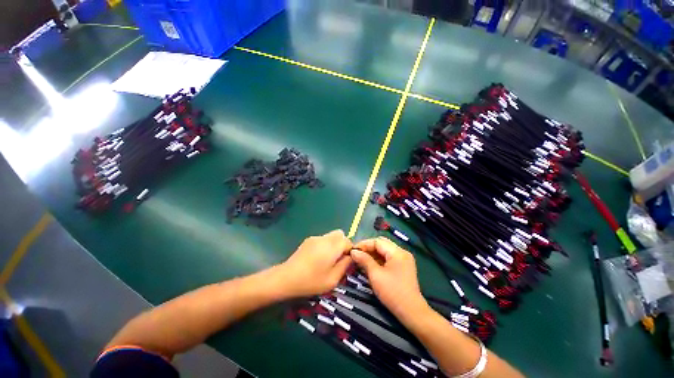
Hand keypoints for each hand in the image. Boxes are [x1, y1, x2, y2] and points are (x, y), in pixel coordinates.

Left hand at [276, 230, 352, 297]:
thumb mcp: (332, 279)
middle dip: (343, 244)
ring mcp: (315, 238)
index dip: (350, 250)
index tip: (346, 261)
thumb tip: (350, 257)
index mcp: (332, 246)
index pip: (348, 241)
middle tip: (338, 259)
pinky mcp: (308, 240)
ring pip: (331, 235)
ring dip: (334, 244)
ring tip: (327, 259)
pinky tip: (317, 258)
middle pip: (340, 234)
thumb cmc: (311, 281)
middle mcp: (325, 238)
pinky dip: (325, 245)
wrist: (287, 278)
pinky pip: (323, 239)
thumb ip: (345, 266)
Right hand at [351, 237, 429, 322]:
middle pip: (381, 244)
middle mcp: (402, 252)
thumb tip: (353, 252)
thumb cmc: (392, 292)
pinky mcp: (403, 267)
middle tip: (356, 254)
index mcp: (397, 252)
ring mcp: (403, 259)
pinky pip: (388, 258)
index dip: (364, 244)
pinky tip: (369, 264)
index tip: (352, 250)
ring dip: (372, 254)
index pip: (377, 241)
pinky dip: (378, 260)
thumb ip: (364, 260)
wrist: (411, 312)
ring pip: (384, 251)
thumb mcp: (375, 275)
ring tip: (360, 259)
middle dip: (367, 248)